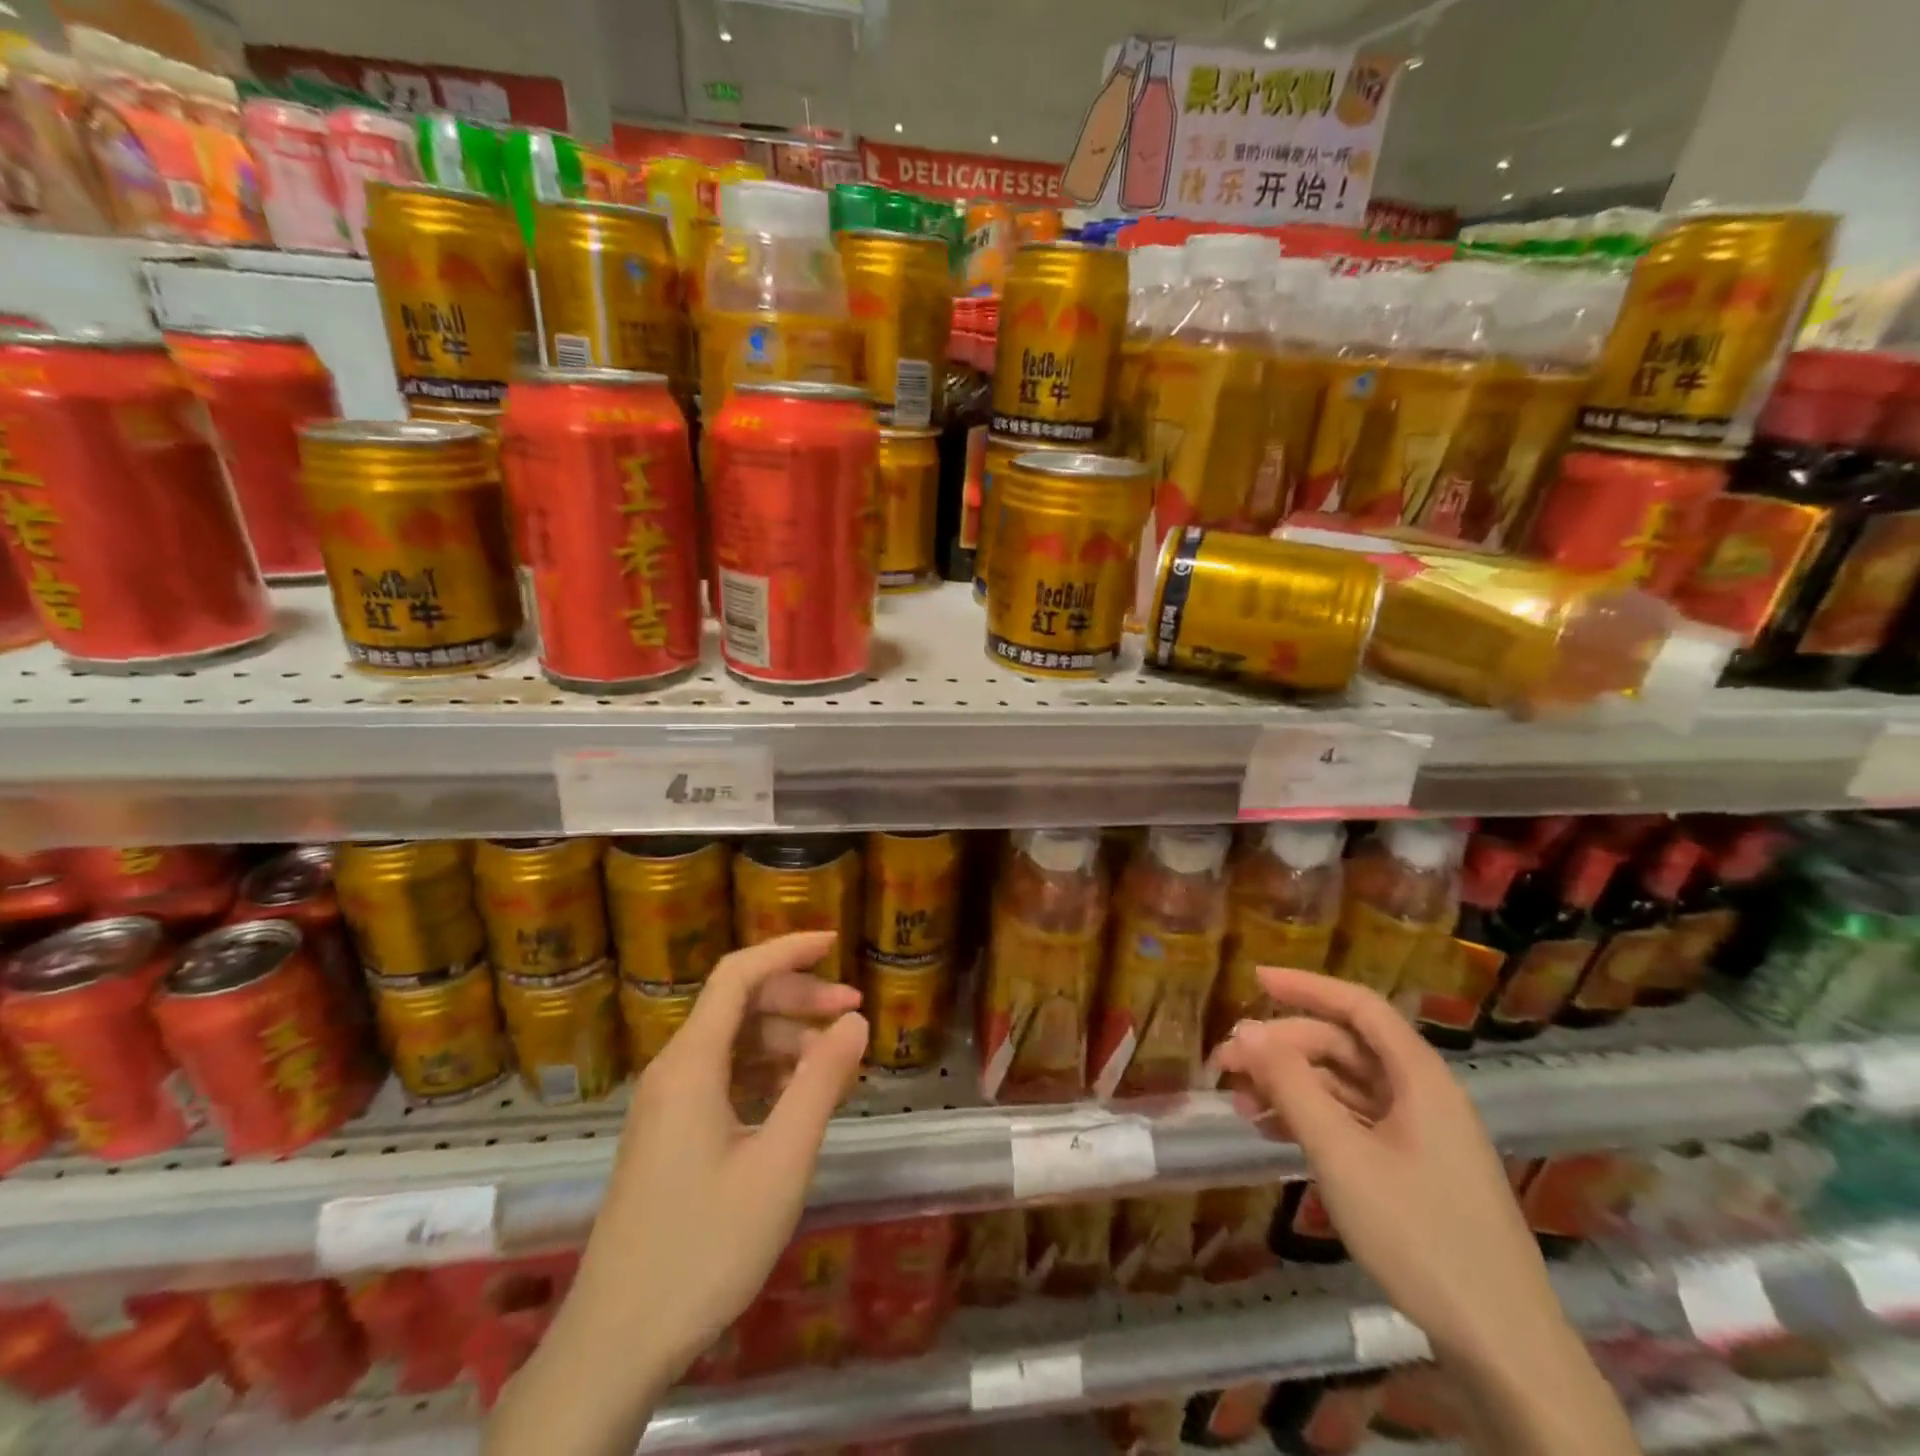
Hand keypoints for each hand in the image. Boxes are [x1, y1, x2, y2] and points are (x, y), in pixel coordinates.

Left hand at [574, 931, 866, 1373]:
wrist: (616, 1344)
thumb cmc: (705, 1247)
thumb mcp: (780, 1162)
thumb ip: (820, 1082)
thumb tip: (855, 1019)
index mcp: (691, 1064)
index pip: (738, 975)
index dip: (787, 949)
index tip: (835, 942)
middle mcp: (673, 1070)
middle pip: (738, 1005)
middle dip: (798, 998)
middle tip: (853, 1011)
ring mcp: (667, 1104)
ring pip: (732, 1043)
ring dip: (786, 1039)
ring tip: (836, 1062)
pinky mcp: (669, 1135)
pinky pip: (723, 1078)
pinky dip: (766, 1073)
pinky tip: (799, 1098)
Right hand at [1213, 967, 1568, 1365]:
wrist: (1501, 1345)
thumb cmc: (1419, 1234)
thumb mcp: (1341, 1154)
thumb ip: (1290, 1085)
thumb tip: (1245, 1029)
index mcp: (1419, 1076)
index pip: (1358, 1006)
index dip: (1306, 986)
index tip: (1253, 978)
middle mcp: (1422, 1094)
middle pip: (1344, 1046)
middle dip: (1283, 1047)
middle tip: (1228, 1062)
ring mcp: (1420, 1133)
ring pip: (1344, 1085)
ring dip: (1291, 1084)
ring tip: (1239, 1100)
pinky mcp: (1414, 1168)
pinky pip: (1353, 1121)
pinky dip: (1311, 1117)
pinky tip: (1272, 1130)